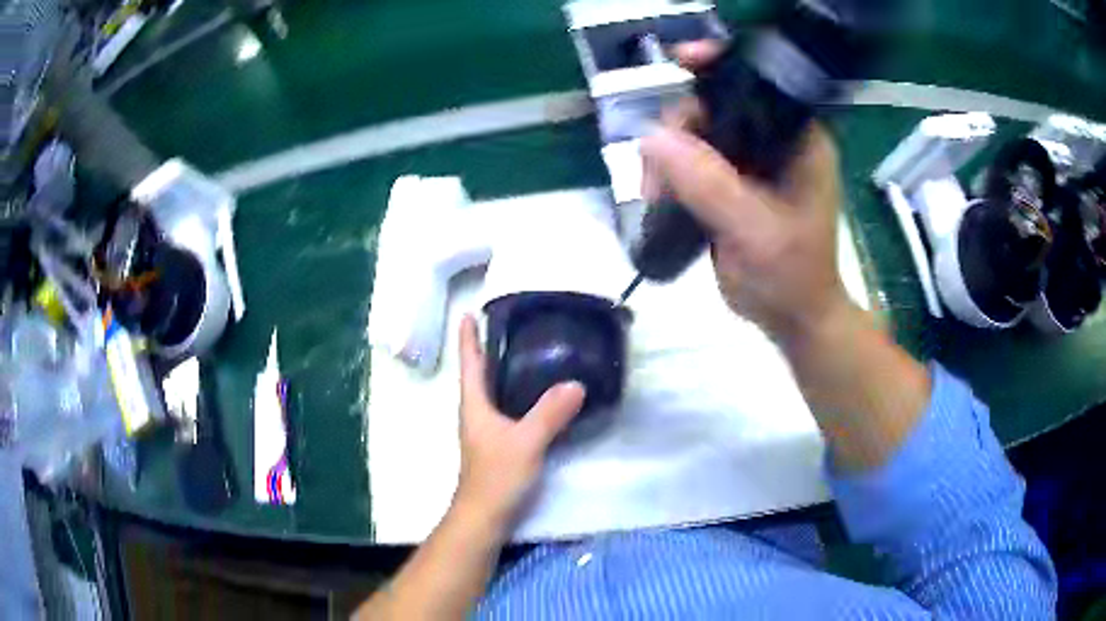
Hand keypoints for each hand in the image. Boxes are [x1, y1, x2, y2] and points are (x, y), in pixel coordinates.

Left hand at [452, 315, 585, 531]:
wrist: (485, 516)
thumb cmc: (497, 476)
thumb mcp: (526, 442)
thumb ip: (550, 414)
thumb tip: (576, 383)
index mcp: (474, 406)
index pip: (470, 364)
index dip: (468, 339)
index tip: (469, 314)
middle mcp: (476, 414)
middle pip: (478, 374)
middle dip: (486, 349)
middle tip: (507, 326)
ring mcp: (485, 431)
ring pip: (492, 392)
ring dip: (500, 371)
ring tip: (523, 353)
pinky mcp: (497, 445)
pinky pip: (505, 409)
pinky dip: (515, 394)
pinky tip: (535, 396)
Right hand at [641, 41, 851, 343]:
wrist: (791, 318)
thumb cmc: (790, 276)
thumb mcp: (754, 230)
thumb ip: (709, 184)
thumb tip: (651, 137)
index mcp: (799, 139)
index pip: (758, 84)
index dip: (719, 67)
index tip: (680, 61)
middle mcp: (775, 141)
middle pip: (717, 105)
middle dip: (680, 129)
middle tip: (658, 172)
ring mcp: (752, 160)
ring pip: (697, 133)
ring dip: (669, 156)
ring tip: (657, 194)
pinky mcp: (732, 181)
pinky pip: (692, 159)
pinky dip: (671, 171)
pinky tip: (661, 194)